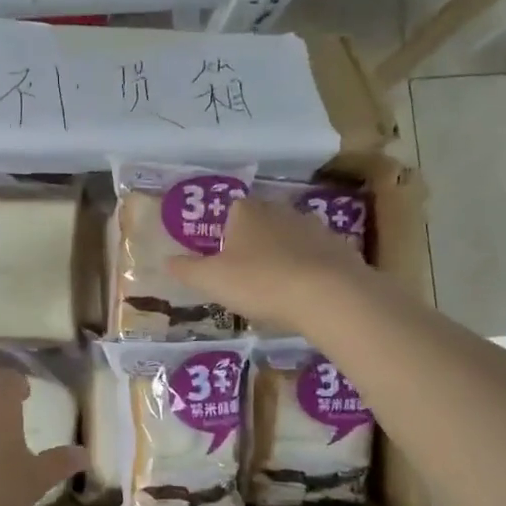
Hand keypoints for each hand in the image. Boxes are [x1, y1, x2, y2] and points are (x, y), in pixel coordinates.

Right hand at [168, 195, 377, 336]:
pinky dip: (308, 269)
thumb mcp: (211, 281)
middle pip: (261, 222)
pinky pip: (316, 256)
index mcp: (246, 212)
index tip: (222, 260)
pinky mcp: (339, 247)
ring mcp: (313, 226)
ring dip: (282, 256)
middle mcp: (280, 210)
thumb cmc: (259, 283)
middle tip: (245, 276)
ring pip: (290, 238)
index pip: (231, 211)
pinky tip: (304, 294)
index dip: (224, 234)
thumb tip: (166, 260)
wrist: (328, 295)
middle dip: (253, 244)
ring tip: (276, 288)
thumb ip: (186, 270)